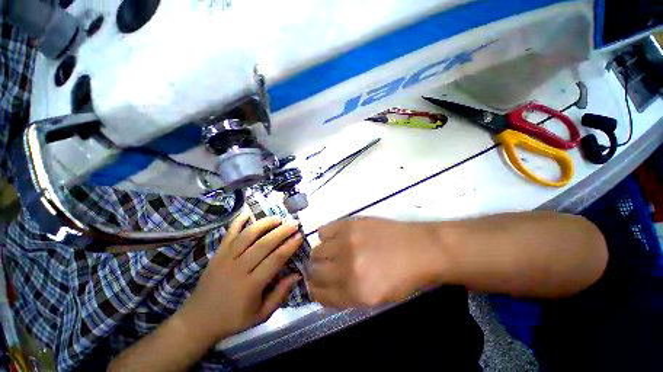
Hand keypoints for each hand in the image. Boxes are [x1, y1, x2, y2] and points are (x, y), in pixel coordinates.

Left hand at [179, 214, 302, 343]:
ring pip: (247, 235)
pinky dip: (237, 222)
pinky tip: (247, 213)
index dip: (289, 246)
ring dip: (264, 224)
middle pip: (263, 244)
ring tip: (277, 218)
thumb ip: (279, 295)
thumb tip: (297, 275)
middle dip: (281, 231)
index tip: (299, 236)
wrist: (197, 320)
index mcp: (251, 285)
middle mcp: (239, 268)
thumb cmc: (233, 319)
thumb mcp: (260, 315)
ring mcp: (226, 258)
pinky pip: (228, 234)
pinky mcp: (217, 254)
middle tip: (294, 223)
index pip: (275, 260)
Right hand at [308, 217, 445, 307]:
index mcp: (354, 293)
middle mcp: (346, 269)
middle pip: (313, 271)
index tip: (316, 284)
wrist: (419, 249)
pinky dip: (326, 236)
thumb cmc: (402, 277)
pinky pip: (323, 231)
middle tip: (324, 266)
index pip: (318, 294)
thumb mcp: (375, 299)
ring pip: (316, 251)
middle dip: (316, 272)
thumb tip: (323, 290)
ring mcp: (347, 243)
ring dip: (321, 254)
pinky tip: (337, 237)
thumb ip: (346, 296)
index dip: (315, 289)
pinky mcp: (349, 225)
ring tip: (332, 250)